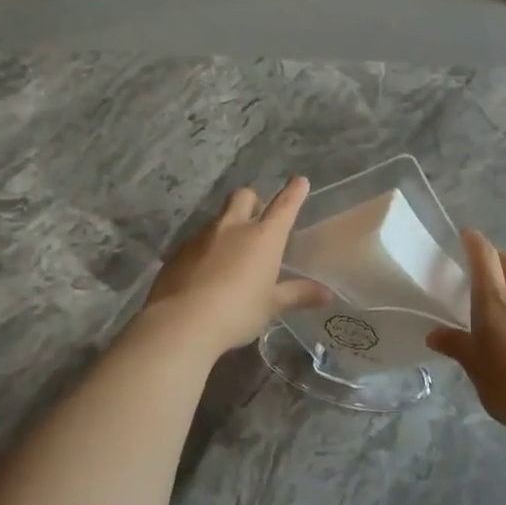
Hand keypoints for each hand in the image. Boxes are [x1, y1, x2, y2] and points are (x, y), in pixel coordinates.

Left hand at [144, 177, 331, 356]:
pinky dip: (205, 250)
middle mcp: (232, 228)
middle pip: (243, 196)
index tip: (299, 181)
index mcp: (262, 238)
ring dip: (226, 229)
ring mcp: (201, 237)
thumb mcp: (271, 306)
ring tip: (229, 256)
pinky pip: (196, 242)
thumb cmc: (237, 312)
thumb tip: (328, 294)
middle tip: (256, 219)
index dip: (294, 192)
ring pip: (217, 220)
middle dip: (252, 201)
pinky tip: (204, 275)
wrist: (180, 323)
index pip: (284, 206)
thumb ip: (298, 295)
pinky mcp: (177, 252)